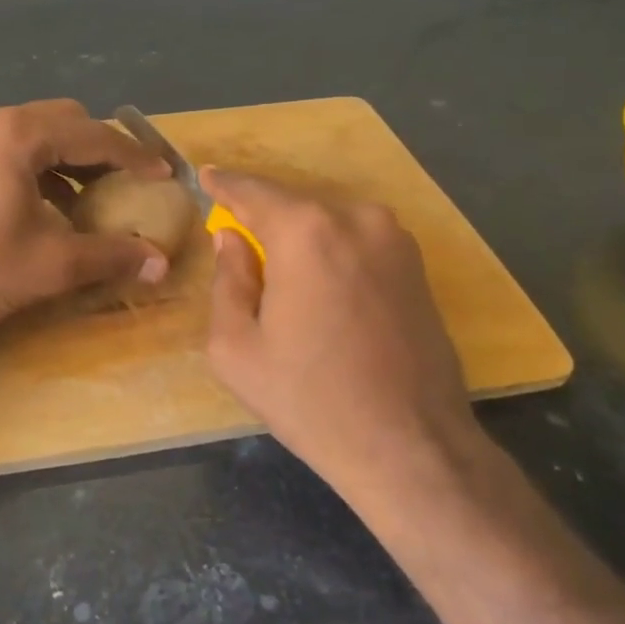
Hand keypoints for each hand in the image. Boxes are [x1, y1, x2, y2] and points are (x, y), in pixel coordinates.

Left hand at [0, 100, 172, 332]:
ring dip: (74, 158)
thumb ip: (111, 256)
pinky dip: (46, 167)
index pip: (95, 135)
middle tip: (132, 180)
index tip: (164, 176)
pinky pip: (18, 148)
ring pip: (41, 132)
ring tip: (100, 193)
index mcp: (20, 135)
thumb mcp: (52, 265)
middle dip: (104, 149)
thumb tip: (161, 263)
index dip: (135, 157)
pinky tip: (56, 204)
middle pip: (67, 121)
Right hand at [202, 168, 481, 499]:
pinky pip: (358, 244)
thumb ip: (226, 281)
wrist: (412, 447)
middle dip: (263, 222)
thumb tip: (230, 240)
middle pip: (292, 208)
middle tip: (239, 246)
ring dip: (301, 242)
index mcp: (306, 231)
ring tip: (284, 283)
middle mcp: (356, 218)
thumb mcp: (236, 349)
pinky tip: (324, 295)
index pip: (252, 192)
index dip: (224, 185)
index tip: (206, 175)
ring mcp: (395, 239)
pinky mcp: (418, 265)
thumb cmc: (310, 400)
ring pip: (328, 225)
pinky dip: (333, 255)